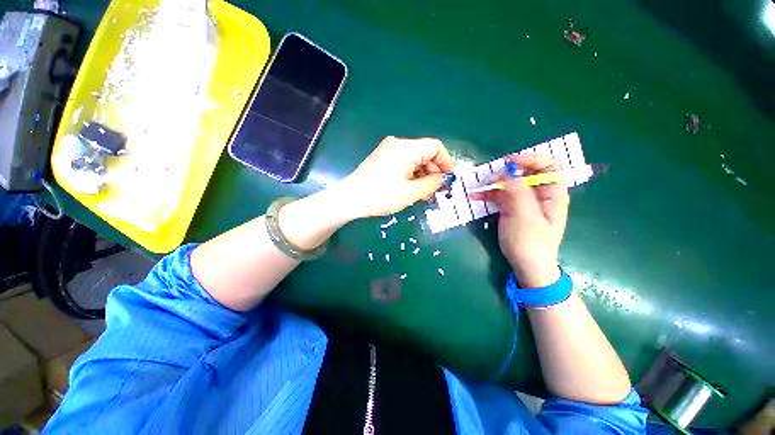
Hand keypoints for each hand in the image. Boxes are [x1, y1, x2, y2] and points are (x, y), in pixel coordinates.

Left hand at [338, 137, 454, 217]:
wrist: (349, 199)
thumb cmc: (380, 196)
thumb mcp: (410, 193)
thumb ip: (431, 184)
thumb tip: (443, 178)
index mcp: (405, 148)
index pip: (435, 146)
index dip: (446, 162)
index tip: (449, 179)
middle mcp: (397, 144)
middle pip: (425, 153)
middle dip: (433, 171)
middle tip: (434, 191)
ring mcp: (388, 151)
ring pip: (415, 159)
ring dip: (422, 175)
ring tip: (423, 194)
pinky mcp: (383, 159)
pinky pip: (404, 163)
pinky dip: (411, 175)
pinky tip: (411, 189)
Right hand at [472, 154, 568, 287]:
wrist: (527, 265)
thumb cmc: (530, 242)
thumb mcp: (524, 216)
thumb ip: (518, 191)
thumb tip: (509, 170)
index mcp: (552, 193)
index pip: (547, 165)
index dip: (530, 159)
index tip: (508, 163)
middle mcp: (539, 194)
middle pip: (525, 172)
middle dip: (505, 173)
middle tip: (489, 180)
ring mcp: (525, 201)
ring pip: (510, 183)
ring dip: (493, 183)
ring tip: (478, 189)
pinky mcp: (513, 208)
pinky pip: (501, 195)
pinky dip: (489, 194)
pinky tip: (476, 196)